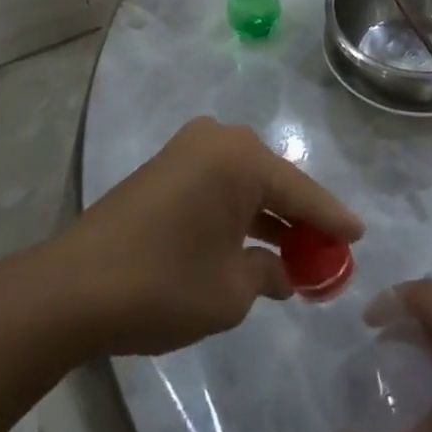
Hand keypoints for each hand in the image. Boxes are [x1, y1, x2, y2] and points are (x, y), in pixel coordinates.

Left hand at [55, 116, 362, 356]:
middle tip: (324, 251)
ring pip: (244, 183)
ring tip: (293, 254)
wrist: (72, 289)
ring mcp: (186, 150)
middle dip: (298, 218)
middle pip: (273, 182)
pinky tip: (250, 243)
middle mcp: (217, 140)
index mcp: (241, 158)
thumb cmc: (163, 285)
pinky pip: (217, 186)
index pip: (301, 191)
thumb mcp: (230, 292)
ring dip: (266, 217)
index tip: (359, 235)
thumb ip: (268, 274)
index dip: (332, 219)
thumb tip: (282, 272)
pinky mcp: (164, 168)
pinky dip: (236, 212)